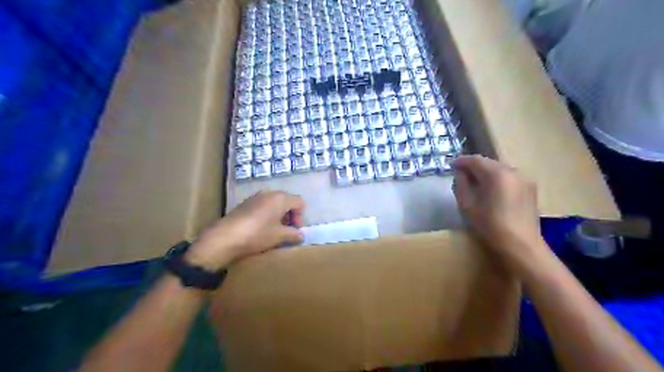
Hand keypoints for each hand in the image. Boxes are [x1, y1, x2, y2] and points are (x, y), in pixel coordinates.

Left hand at [184, 191, 302, 269]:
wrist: (224, 237)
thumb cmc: (257, 234)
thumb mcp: (279, 236)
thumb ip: (293, 234)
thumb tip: (300, 235)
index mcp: (281, 198)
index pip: (299, 202)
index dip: (301, 216)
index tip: (295, 230)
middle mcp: (269, 193)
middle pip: (286, 201)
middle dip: (290, 216)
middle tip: (286, 231)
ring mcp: (255, 197)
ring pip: (273, 204)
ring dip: (277, 216)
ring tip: (273, 231)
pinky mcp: (244, 204)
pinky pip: (262, 206)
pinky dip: (266, 215)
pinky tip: (259, 229)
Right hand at [455, 155, 546, 270]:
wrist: (521, 246)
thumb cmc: (490, 226)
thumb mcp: (467, 205)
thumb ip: (461, 185)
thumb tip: (460, 174)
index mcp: (496, 174)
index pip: (475, 160)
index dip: (461, 161)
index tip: (451, 165)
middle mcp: (512, 171)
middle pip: (489, 163)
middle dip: (474, 166)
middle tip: (461, 173)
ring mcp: (524, 180)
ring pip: (500, 169)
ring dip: (486, 172)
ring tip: (475, 182)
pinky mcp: (530, 189)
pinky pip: (510, 178)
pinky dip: (498, 179)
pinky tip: (492, 190)